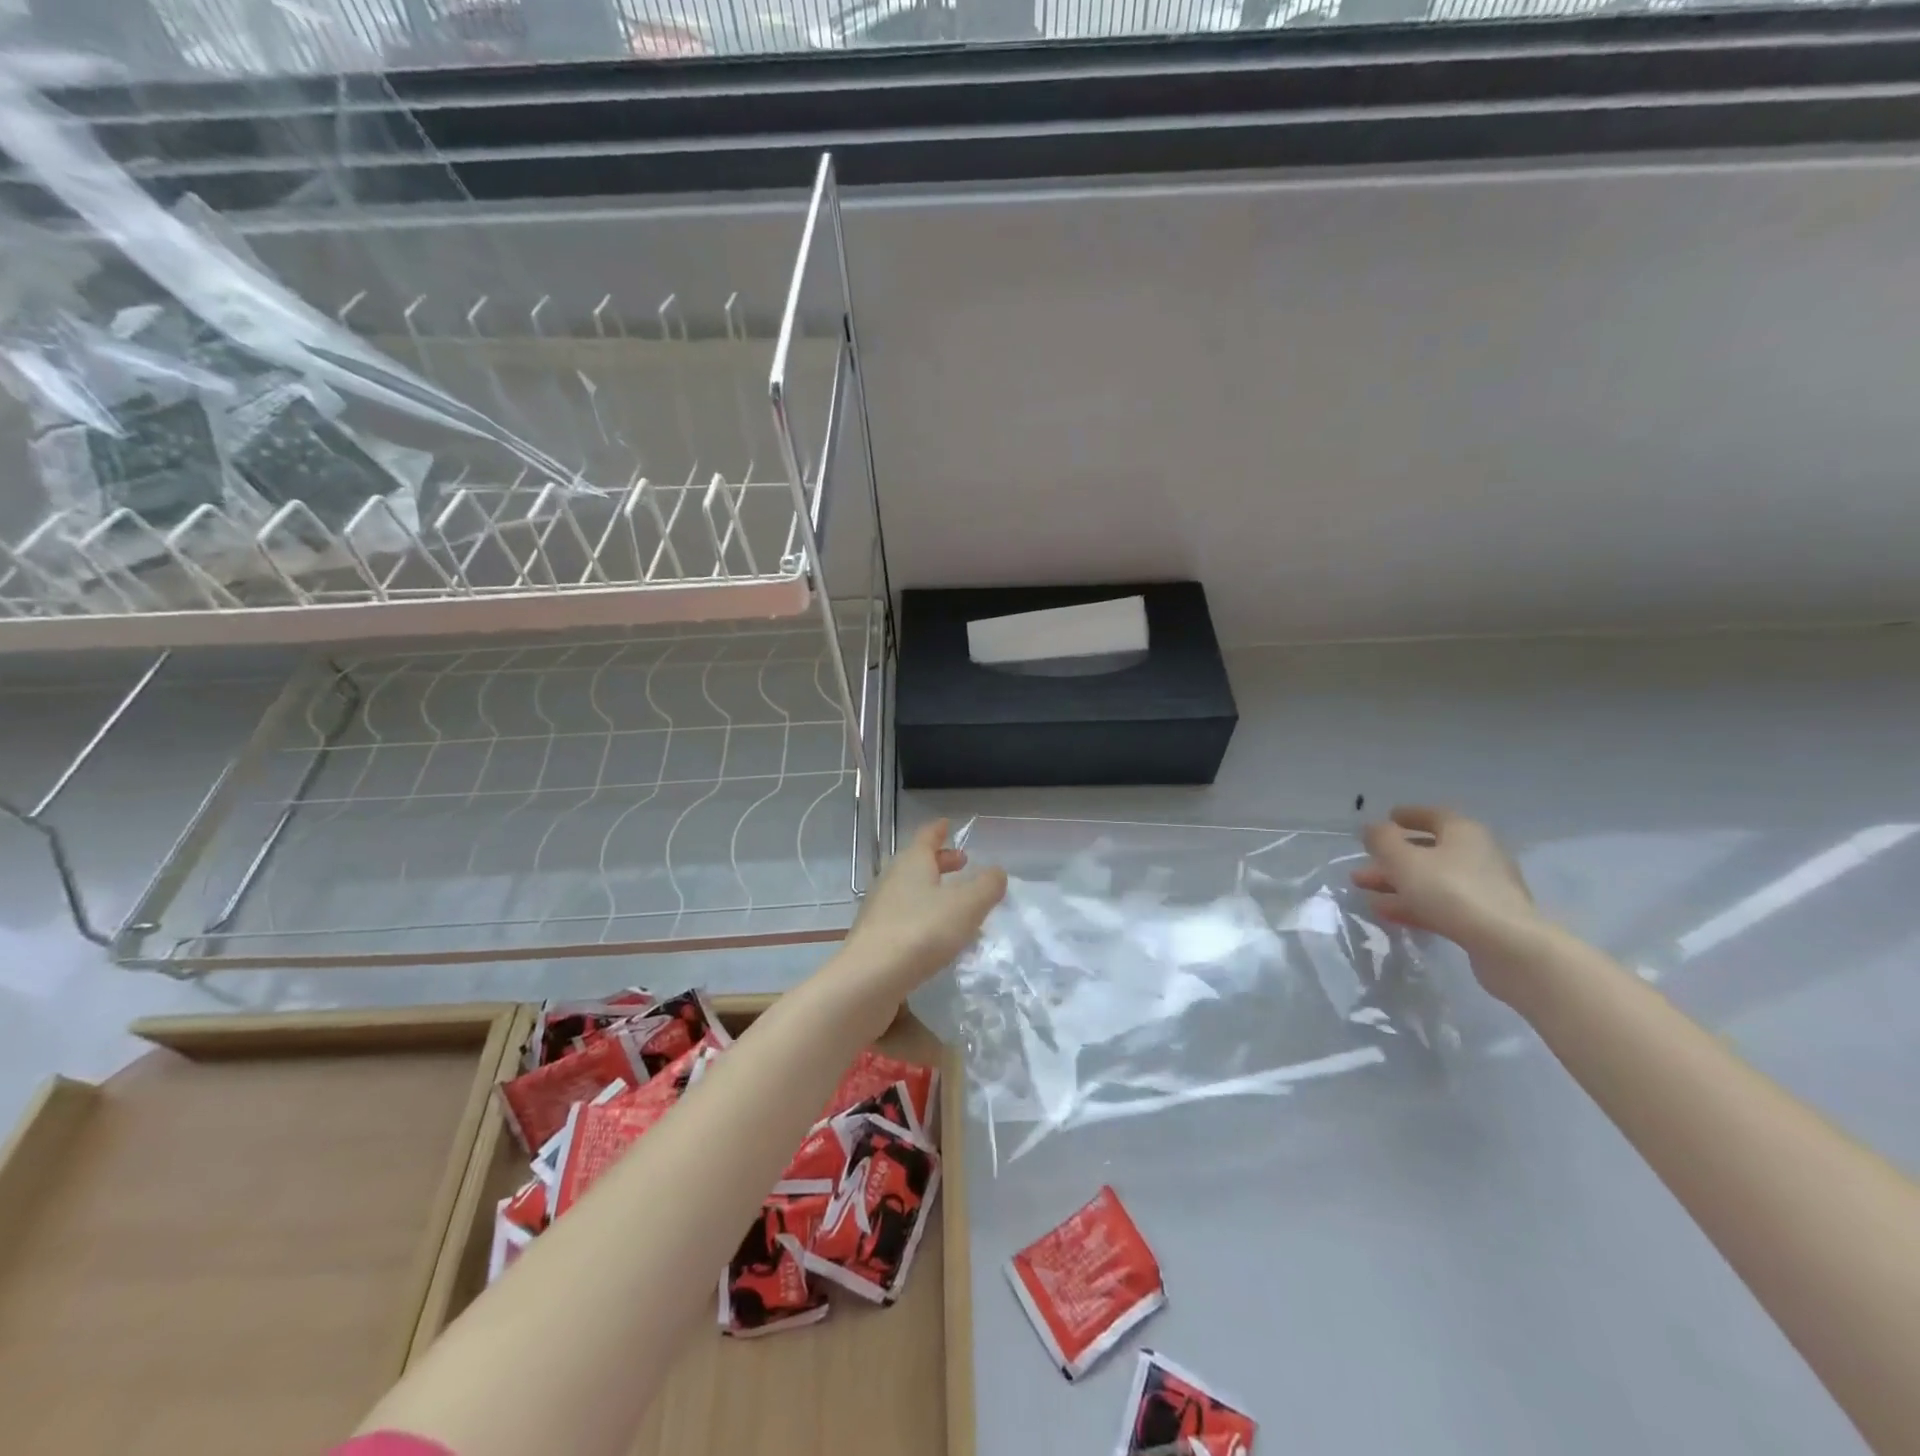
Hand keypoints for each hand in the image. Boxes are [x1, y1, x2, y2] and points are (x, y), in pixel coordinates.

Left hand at [831, 818, 1007, 1014]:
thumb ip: (987, 886)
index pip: (927, 837)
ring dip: (933, 892)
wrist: (870, 978)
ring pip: (912, 890)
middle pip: (918, 863)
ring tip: (957, 903)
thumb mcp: (967, 906)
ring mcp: (880, 908)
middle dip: (941, 862)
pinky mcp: (876, 936)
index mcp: (912, 862)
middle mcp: (892, 879)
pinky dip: (924, 916)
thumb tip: (996, 872)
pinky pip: (905, 916)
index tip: (947, 824)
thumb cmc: (922, 931)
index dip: (939, 830)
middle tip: (962, 864)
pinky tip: (937, 936)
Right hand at [1353, 807, 1543, 996]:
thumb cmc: (1450, 890)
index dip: (1408, 815)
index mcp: (1463, 832)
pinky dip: (1415, 904)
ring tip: (1366, 893)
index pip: (1433, 815)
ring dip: (1398, 884)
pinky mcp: (1485, 918)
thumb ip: (1382, 840)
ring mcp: (1484, 888)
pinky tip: (1388, 913)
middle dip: (1392, 859)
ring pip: (1432, 880)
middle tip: (1362, 867)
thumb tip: (1373, 828)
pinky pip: (1442, 904)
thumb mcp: (1404, 860)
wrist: (1507, 945)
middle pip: (1429, 851)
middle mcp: (1478, 854)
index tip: (1388, 818)